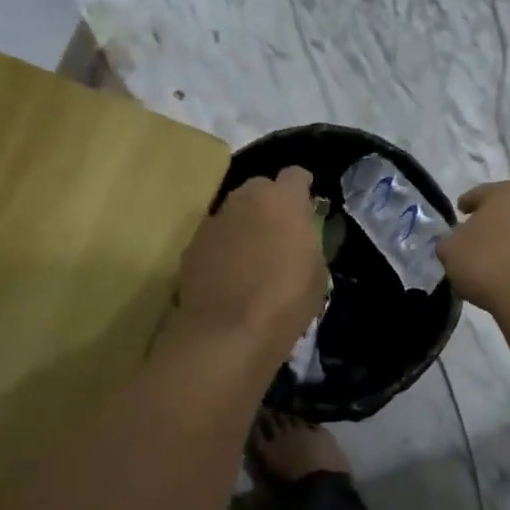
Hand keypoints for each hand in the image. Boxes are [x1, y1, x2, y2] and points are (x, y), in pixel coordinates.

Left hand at [175, 168, 327, 356]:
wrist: (225, 333)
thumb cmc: (284, 302)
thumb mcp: (317, 273)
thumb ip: (308, 242)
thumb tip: (299, 237)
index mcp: (282, 201)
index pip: (295, 175)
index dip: (302, 189)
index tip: (307, 207)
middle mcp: (244, 200)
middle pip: (260, 188)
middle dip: (270, 203)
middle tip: (279, 232)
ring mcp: (214, 221)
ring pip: (234, 212)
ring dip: (245, 225)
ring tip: (253, 256)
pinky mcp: (192, 246)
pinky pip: (215, 237)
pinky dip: (223, 248)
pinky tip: (229, 275)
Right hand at [437, 181, 509, 319]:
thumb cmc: (485, 261)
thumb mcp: (449, 248)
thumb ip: (448, 240)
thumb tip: (455, 242)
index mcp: (507, 192)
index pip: (479, 194)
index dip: (465, 205)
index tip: (458, 215)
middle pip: (501, 211)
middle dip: (485, 223)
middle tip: (468, 238)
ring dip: (500, 242)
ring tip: (482, 261)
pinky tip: (498, 274)